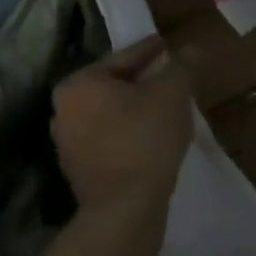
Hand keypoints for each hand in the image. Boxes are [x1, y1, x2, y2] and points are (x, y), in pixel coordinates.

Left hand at [53, 35, 193, 218]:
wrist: (125, 211)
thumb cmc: (145, 139)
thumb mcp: (173, 92)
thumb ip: (183, 64)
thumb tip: (192, 49)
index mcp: (79, 83)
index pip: (124, 58)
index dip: (151, 50)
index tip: (167, 45)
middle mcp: (63, 109)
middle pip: (114, 85)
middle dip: (142, 80)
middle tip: (170, 75)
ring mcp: (67, 143)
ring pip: (111, 113)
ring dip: (136, 107)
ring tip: (166, 105)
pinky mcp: (79, 171)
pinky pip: (109, 138)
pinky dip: (129, 132)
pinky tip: (153, 135)